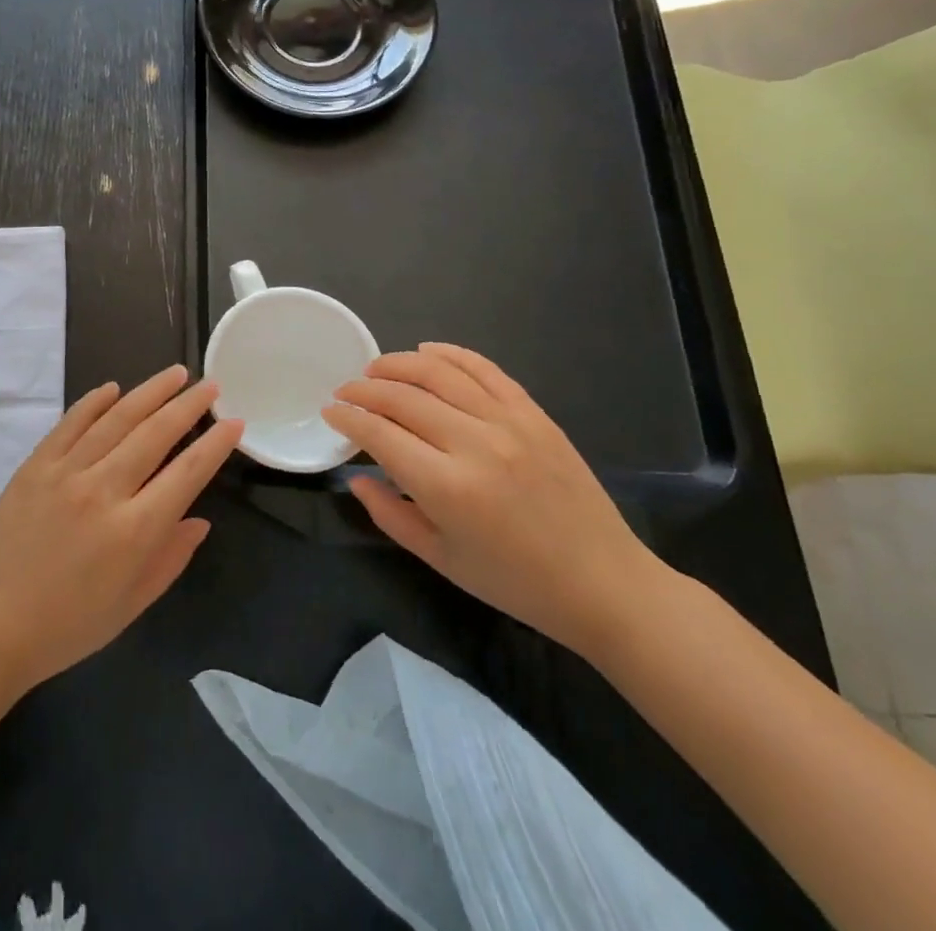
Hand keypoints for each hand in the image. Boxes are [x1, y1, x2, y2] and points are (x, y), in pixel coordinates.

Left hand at [0, 365, 240, 695]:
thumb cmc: (66, 627)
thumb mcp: (130, 606)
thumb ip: (170, 559)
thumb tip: (199, 519)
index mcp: (133, 532)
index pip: (186, 473)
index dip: (215, 445)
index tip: (234, 421)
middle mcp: (102, 490)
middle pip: (154, 434)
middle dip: (187, 406)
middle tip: (209, 384)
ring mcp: (65, 472)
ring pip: (116, 418)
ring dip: (149, 392)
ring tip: (175, 373)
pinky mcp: (35, 464)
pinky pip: (71, 422)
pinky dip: (95, 401)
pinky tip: (114, 388)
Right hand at [322, 343, 664, 657]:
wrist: (605, 584)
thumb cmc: (516, 583)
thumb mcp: (441, 559)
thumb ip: (389, 514)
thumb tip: (357, 476)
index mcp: (446, 487)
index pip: (379, 434)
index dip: (347, 418)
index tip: (330, 412)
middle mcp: (474, 444)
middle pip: (401, 397)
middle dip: (363, 389)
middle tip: (344, 392)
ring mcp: (508, 423)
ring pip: (438, 373)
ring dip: (397, 364)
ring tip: (375, 369)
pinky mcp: (534, 413)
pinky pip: (485, 369)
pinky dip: (451, 354)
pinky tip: (426, 351)